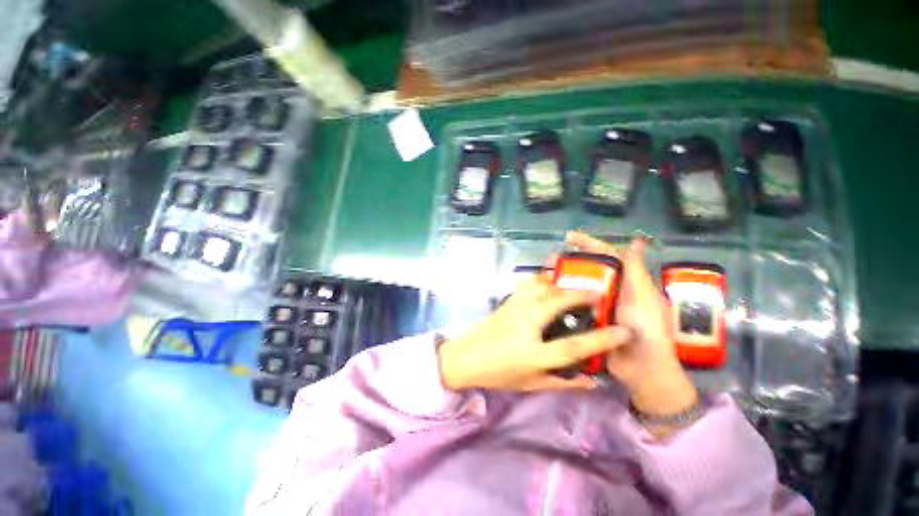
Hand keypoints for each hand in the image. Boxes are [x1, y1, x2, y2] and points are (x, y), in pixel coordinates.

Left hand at [438, 276, 632, 391]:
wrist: (465, 357)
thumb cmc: (498, 374)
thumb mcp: (532, 384)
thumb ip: (563, 381)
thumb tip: (593, 380)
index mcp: (534, 353)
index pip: (573, 346)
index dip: (601, 339)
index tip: (624, 331)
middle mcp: (525, 325)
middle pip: (557, 303)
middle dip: (581, 295)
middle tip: (599, 292)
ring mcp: (514, 309)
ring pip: (540, 287)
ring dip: (560, 282)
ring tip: (573, 283)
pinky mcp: (507, 301)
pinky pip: (527, 284)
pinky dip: (541, 278)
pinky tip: (548, 277)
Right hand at [566, 231, 697, 416]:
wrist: (643, 370)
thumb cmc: (649, 332)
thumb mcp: (645, 299)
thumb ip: (637, 272)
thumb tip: (636, 242)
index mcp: (626, 282)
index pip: (606, 255)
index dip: (588, 243)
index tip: (569, 237)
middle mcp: (611, 290)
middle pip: (588, 269)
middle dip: (569, 261)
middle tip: (550, 259)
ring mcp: (598, 306)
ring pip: (578, 286)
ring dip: (563, 279)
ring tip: (545, 274)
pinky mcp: (589, 320)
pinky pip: (573, 305)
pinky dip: (563, 299)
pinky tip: (548, 295)